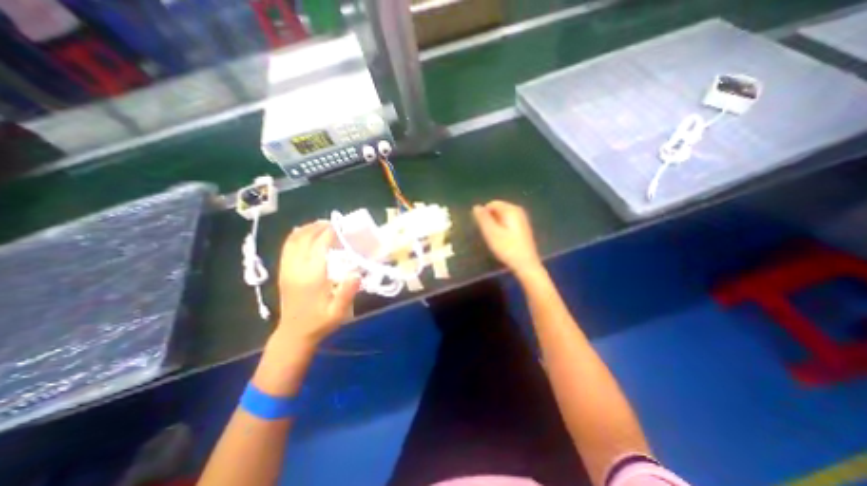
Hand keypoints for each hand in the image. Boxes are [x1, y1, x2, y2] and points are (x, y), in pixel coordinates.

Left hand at [278, 221, 358, 348]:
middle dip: (318, 227)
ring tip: (321, 225)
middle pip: (305, 239)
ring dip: (307, 229)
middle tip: (333, 223)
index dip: (330, 233)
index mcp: (311, 277)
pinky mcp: (283, 271)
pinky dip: (295, 236)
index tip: (341, 226)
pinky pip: (287, 247)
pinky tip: (304, 233)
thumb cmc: (320, 322)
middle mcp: (296, 269)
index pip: (319, 246)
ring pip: (293, 240)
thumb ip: (347, 293)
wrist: (294, 333)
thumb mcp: (338, 313)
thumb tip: (356, 273)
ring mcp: (287, 269)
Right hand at [473, 201, 539, 276]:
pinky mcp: (523, 228)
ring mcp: (522, 219)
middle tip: (487, 233)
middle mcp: (518, 211)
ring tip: (493, 237)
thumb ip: (483, 218)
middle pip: (498, 209)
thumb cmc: (507, 248)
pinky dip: (502, 228)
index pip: (492, 204)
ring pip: (503, 216)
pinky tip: (502, 240)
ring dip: (495, 224)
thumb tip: (476, 206)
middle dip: (490, 219)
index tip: (482, 227)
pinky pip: (508, 222)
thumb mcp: (491, 233)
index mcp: (511, 209)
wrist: (526, 264)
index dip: (484, 214)